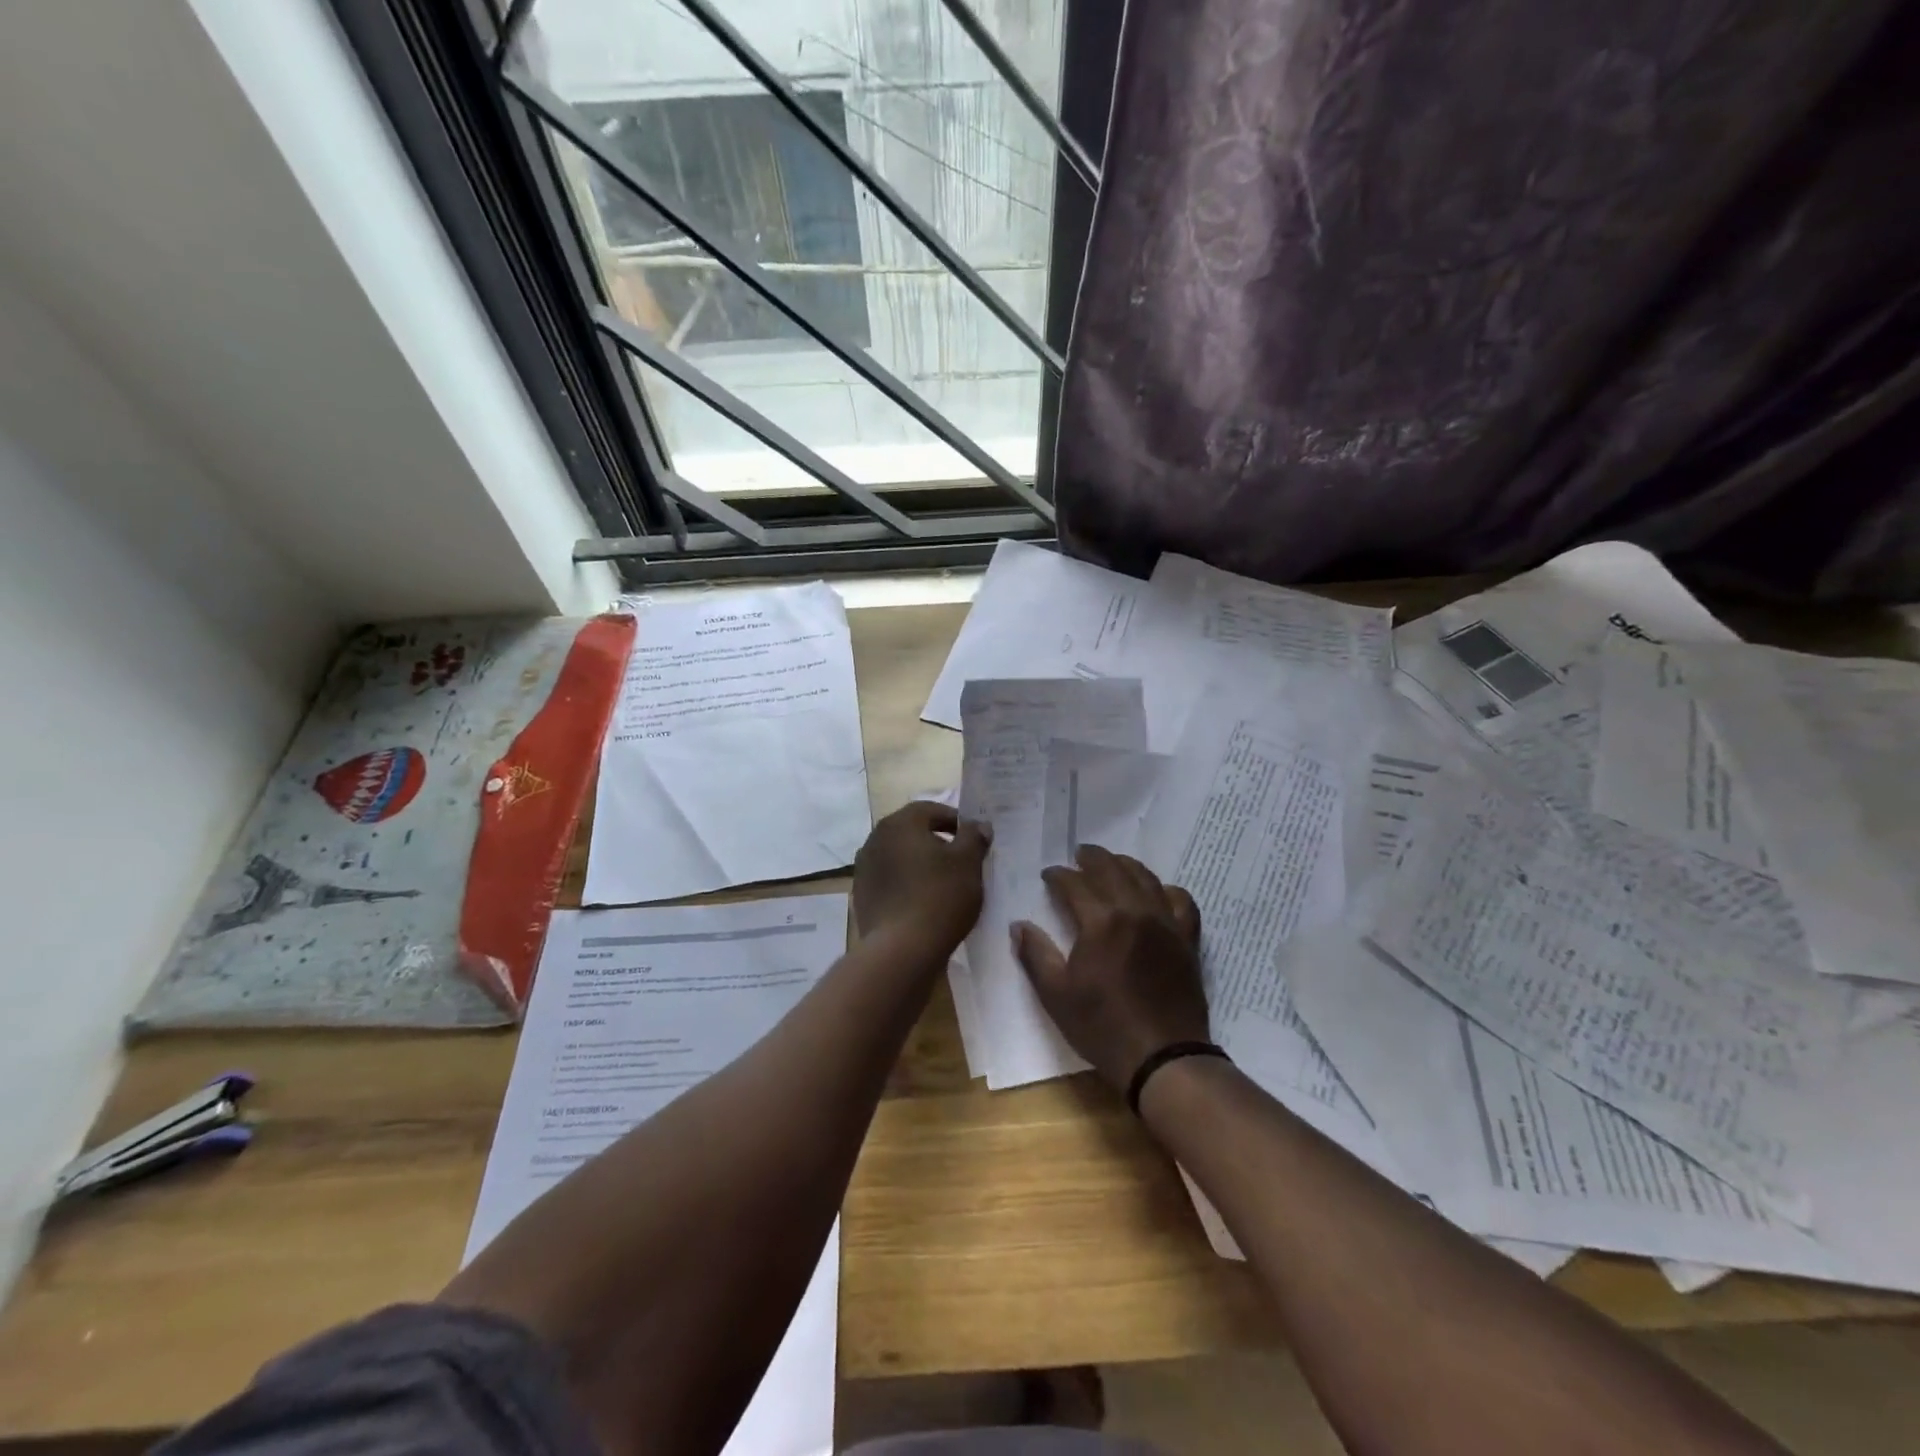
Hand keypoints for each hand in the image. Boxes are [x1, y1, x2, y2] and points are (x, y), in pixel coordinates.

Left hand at [853, 800, 990, 959]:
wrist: (901, 949)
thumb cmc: (940, 897)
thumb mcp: (968, 863)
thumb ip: (974, 837)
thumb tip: (977, 825)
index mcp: (900, 823)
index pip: (931, 810)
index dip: (956, 821)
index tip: (973, 839)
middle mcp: (876, 838)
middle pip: (913, 832)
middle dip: (937, 841)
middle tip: (961, 860)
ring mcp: (864, 867)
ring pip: (900, 856)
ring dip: (921, 863)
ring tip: (944, 883)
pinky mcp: (862, 894)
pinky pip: (891, 879)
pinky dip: (907, 883)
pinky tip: (924, 901)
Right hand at [1011, 845, 1206, 1091]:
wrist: (1163, 1056)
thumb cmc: (1103, 1027)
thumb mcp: (1056, 995)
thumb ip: (1035, 954)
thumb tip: (1018, 925)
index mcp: (1101, 921)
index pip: (1075, 884)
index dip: (1058, 875)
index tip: (1048, 875)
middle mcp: (1135, 910)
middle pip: (1112, 869)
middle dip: (1092, 858)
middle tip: (1078, 855)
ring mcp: (1165, 922)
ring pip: (1145, 877)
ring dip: (1125, 864)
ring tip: (1111, 863)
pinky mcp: (1186, 939)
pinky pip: (1181, 901)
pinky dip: (1166, 889)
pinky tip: (1157, 893)